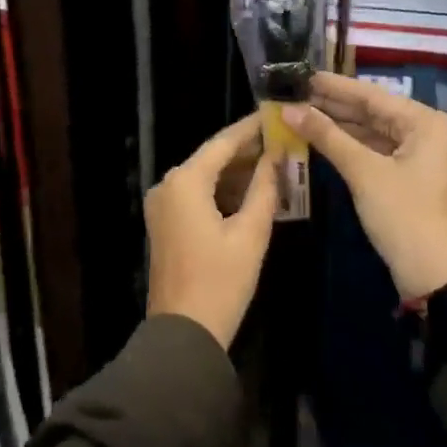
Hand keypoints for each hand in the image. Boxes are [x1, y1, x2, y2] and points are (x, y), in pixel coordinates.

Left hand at [145, 115, 277, 348]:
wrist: (184, 332)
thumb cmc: (221, 281)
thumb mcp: (251, 232)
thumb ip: (265, 187)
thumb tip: (277, 156)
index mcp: (185, 181)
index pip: (223, 142)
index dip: (252, 128)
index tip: (276, 115)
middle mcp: (168, 185)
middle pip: (212, 158)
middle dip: (247, 152)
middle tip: (283, 142)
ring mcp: (163, 205)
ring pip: (205, 177)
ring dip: (237, 173)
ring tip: (276, 166)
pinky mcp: (166, 223)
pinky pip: (197, 195)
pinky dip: (223, 192)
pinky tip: (252, 193)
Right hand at [284, 73, 446, 300]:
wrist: (434, 274)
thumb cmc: (403, 214)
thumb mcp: (363, 172)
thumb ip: (326, 136)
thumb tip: (288, 109)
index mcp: (424, 121)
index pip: (370, 95)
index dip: (333, 86)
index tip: (300, 74)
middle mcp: (424, 130)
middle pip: (371, 111)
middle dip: (331, 105)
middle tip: (292, 93)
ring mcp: (417, 153)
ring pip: (370, 131)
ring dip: (336, 125)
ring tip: (298, 112)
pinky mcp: (406, 174)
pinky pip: (372, 149)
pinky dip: (347, 145)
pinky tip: (318, 137)